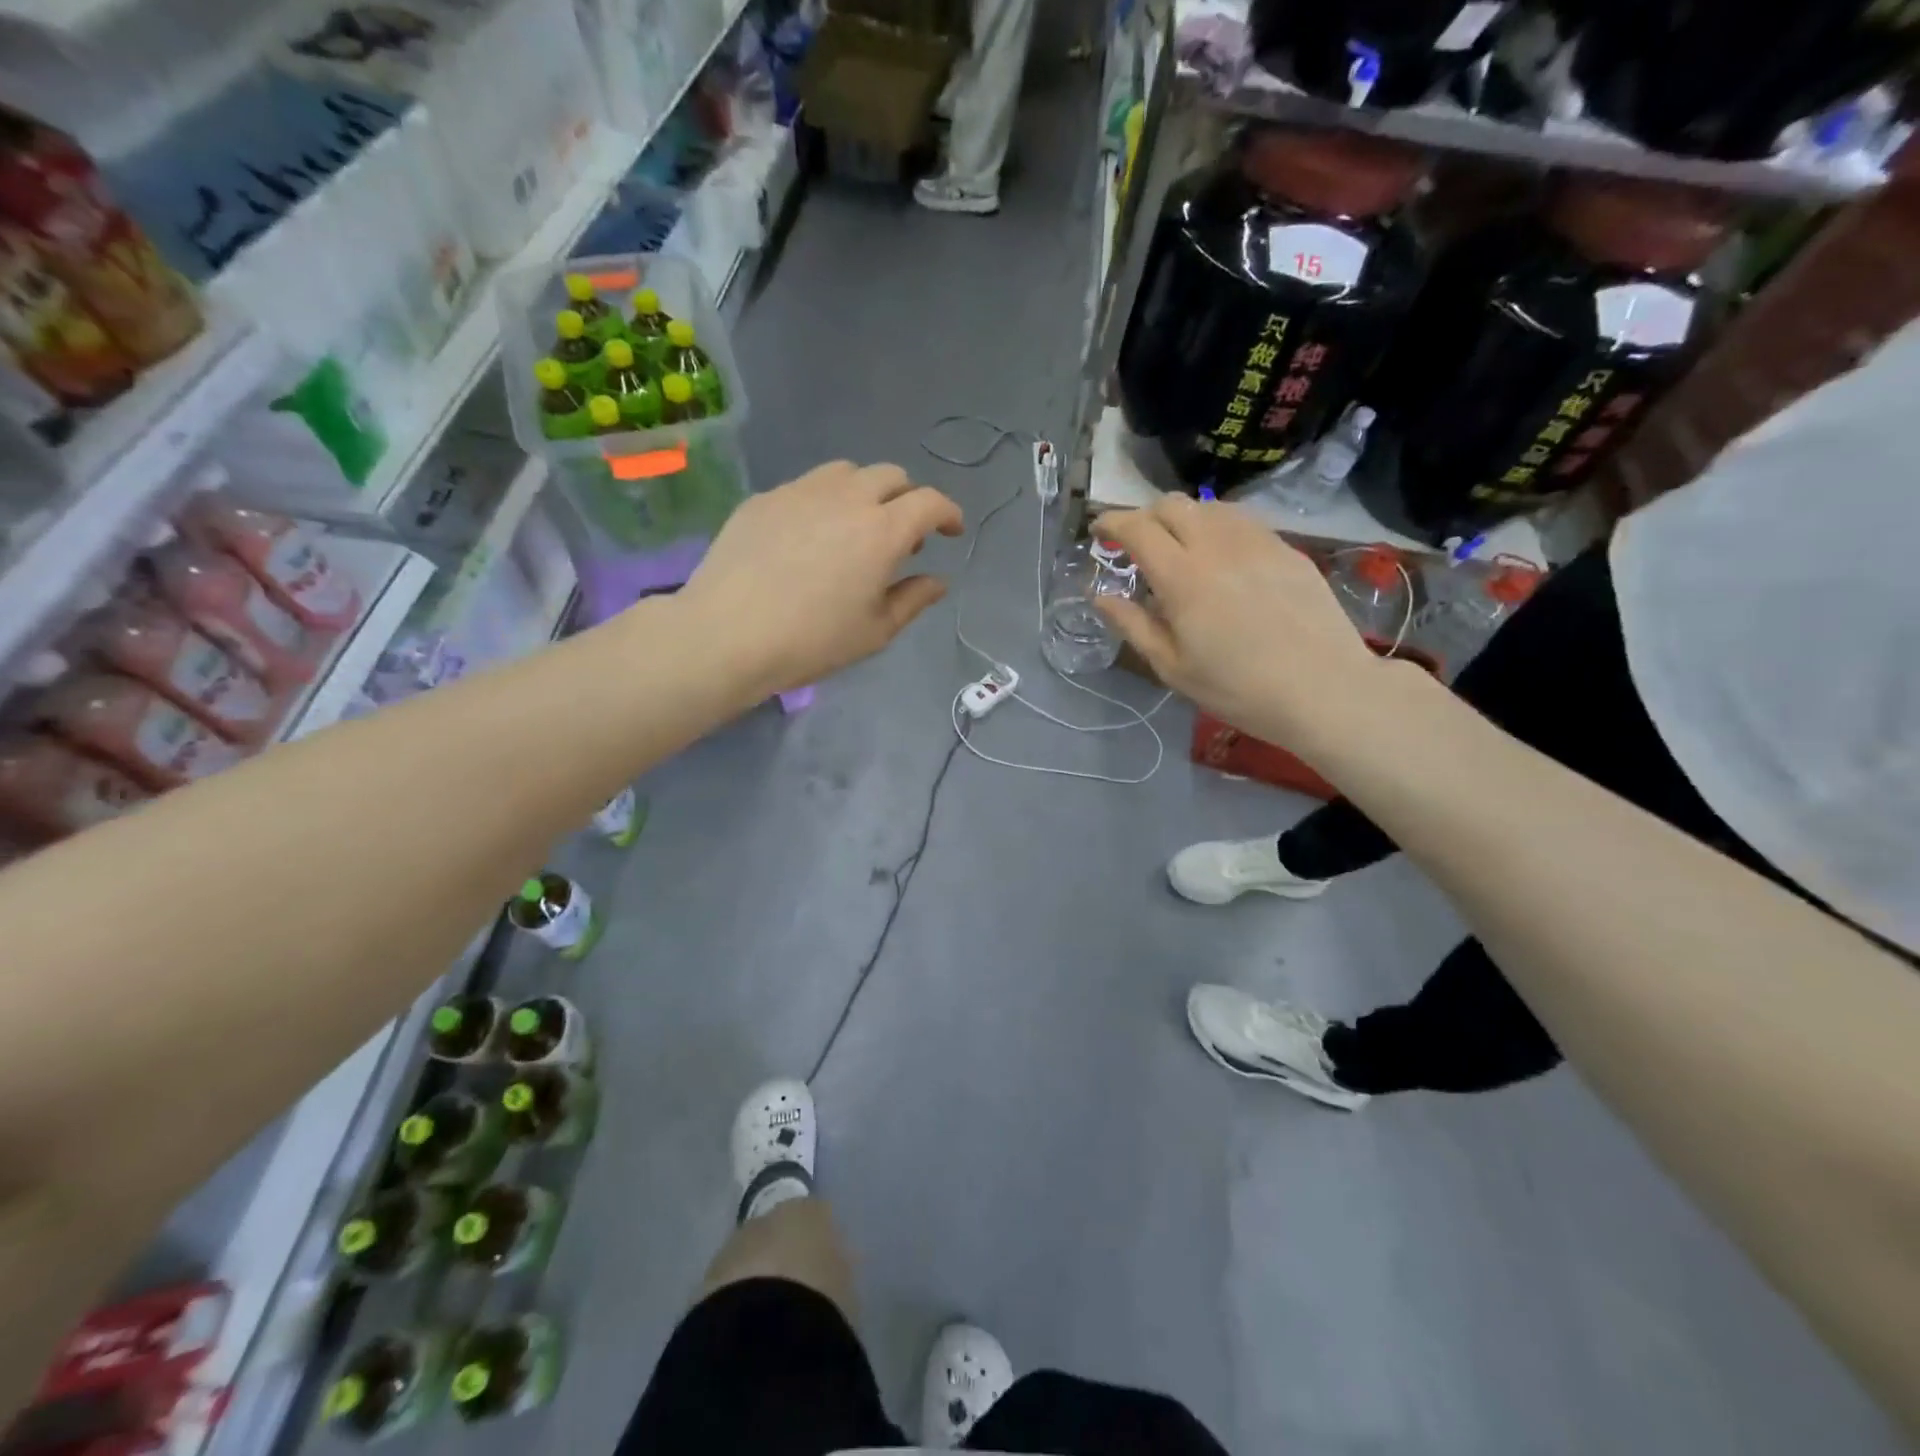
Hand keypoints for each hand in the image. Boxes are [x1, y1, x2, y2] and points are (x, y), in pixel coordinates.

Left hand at [678, 460, 963, 692]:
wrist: (727, 634)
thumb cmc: (812, 641)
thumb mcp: (874, 631)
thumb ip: (913, 600)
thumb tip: (938, 580)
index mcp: (882, 531)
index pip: (929, 502)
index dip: (948, 513)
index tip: (951, 531)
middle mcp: (846, 498)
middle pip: (891, 476)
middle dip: (908, 498)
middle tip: (904, 535)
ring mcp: (800, 492)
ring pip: (847, 472)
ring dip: (866, 491)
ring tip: (857, 527)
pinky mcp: (764, 499)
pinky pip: (807, 487)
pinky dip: (824, 501)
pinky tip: (810, 536)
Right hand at [1093, 496, 1386, 749]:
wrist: (1323, 689)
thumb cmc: (1237, 688)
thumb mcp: (1172, 667)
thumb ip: (1133, 625)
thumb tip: (1100, 596)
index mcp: (1182, 577)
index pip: (1137, 528)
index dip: (1111, 522)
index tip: (1098, 531)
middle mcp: (1217, 546)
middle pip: (1172, 504)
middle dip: (1145, 516)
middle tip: (1137, 544)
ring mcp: (1257, 542)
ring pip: (1209, 506)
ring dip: (1183, 518)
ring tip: (1179, 548)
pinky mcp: (1287, 548)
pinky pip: (1242, 521)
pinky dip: (1217, 527)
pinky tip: (1221, 557)